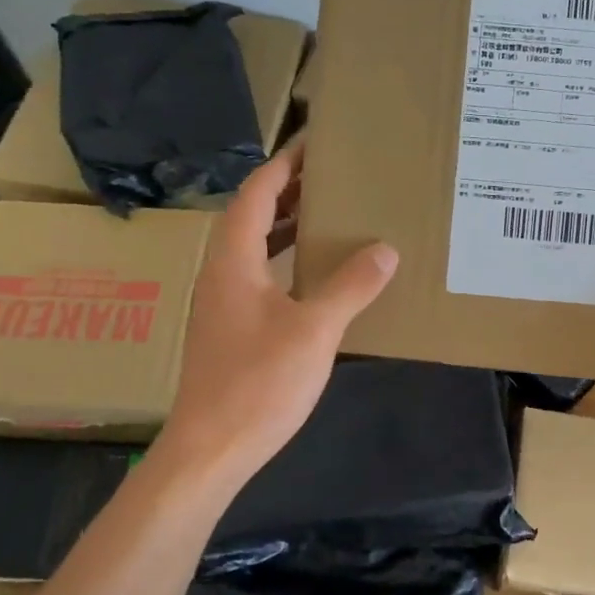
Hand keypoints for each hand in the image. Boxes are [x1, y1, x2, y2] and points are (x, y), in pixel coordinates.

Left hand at [162, 141, 397, 483]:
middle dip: (288, 191)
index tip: (314, 144)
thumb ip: (350, 287)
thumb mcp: (314, 331)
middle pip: (251, 216)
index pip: (255, 194)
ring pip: (253, 249)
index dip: (283, 166)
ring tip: (326, 216)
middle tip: (331, 177)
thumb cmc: (258, 383)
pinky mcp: (230, 330)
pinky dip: (284, 261)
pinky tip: (312, 276)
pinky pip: (258, 276)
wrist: (210, 449)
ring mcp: (223, 304)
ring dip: (285, 226)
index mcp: (234, 261)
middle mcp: (222, 274)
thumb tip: (385, 249)